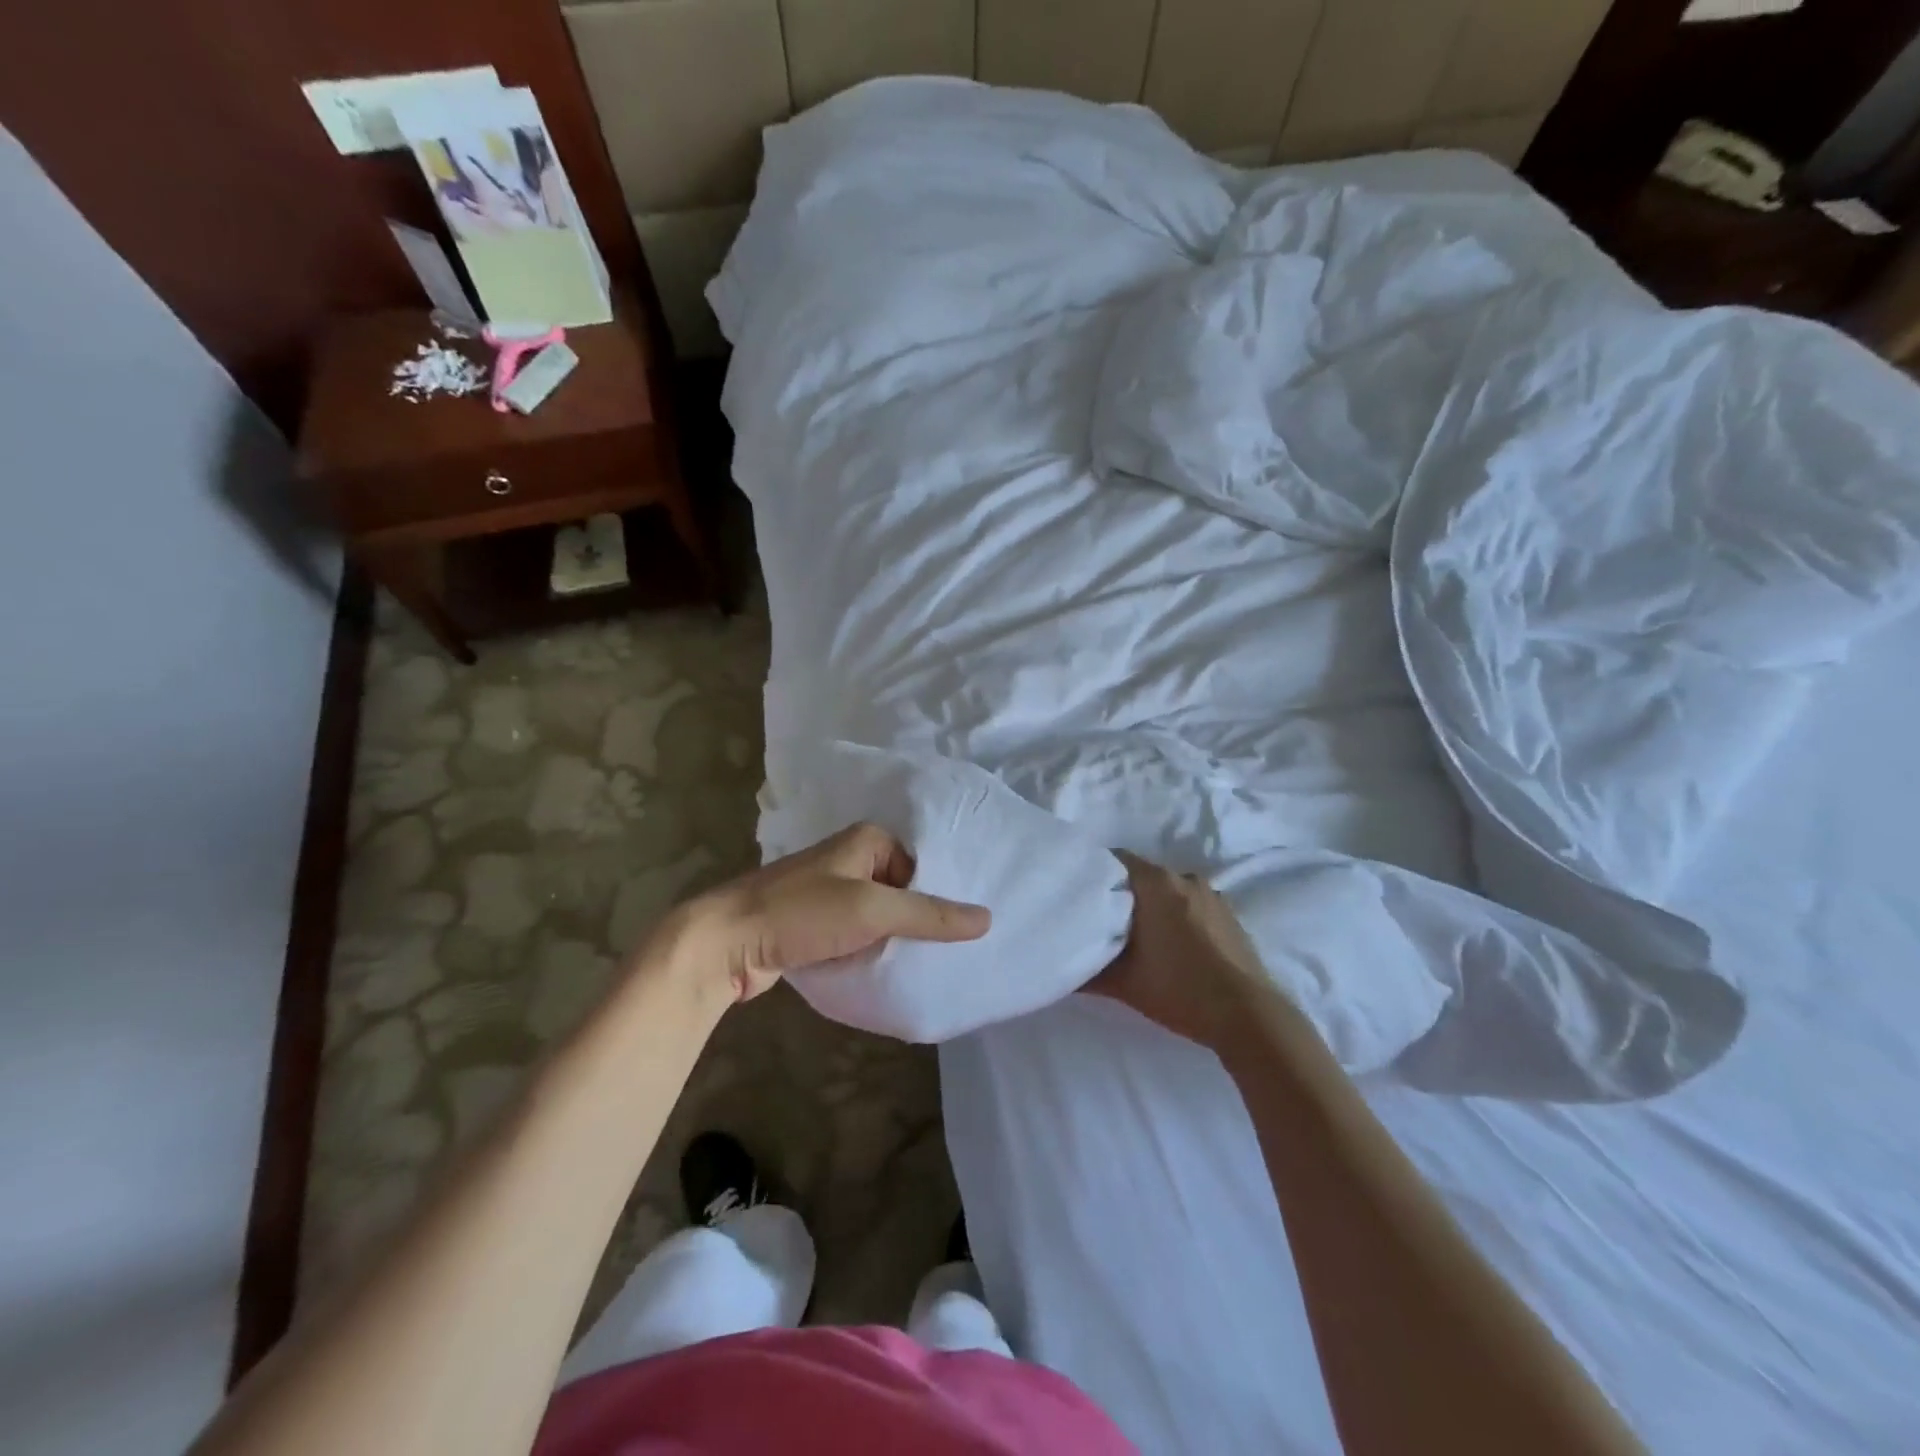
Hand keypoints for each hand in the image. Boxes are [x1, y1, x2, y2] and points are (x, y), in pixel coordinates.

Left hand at [669, 823, 991, 1004]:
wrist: (724, 942)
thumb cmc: (801, 913)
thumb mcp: (872, 911)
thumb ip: (929, 915)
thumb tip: (987, 918)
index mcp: (867, 840)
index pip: (922, 866)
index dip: (940, 896)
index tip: (963, 930)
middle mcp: (850, 859)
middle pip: (902, 890)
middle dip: (919, 920)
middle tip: (951, 953)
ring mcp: (829, 892)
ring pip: (878, 915)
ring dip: (893, 939)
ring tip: (926, 966)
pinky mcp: (813, 923)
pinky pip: (855, 934)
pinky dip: (869, 950)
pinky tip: (886, 971)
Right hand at [1088, 852, 1267, 1051]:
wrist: (1247, 1015)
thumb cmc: (1178, 989)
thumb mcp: (1123, 984)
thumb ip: (1087, 972)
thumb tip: (1062, 969)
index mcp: (1156, 883)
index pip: (1116, 859)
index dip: (1095, 873)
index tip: (1080, 893)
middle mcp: (1184, 878)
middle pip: (1143, 875)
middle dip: (1123, 893)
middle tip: (1102, 919)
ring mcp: (1212, 895)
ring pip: (1169, 890)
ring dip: (1153, 905)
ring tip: (1137, 934)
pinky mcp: (1230, 915)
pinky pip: (1192, 904)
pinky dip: (1178, 916)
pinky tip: (1172, 945)